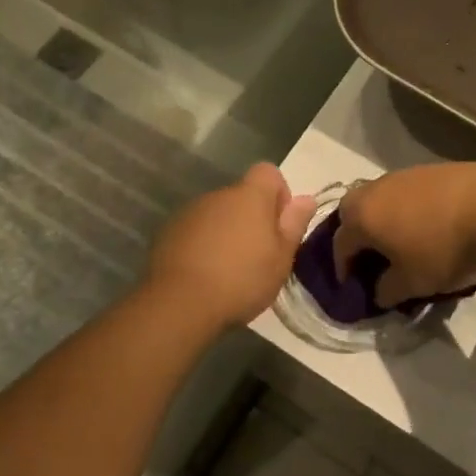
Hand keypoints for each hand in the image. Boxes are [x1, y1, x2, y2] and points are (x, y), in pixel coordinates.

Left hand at [145, 163, 315, 326]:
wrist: (180, 303)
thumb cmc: (242, 279)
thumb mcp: (281, 258)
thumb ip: (294, 224)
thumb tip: (306, 198)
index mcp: (249, 196)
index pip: (268, 172)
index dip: (278, 194)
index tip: (279, 225)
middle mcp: (218, 195)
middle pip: (242, 196)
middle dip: (252, 218)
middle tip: (258, 256)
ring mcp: (190, 212)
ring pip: (218, 214)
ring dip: (227, 232)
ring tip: (229, 270)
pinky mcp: (169, 232)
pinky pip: (196, 230)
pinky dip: (204, 244)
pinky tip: (205, 274)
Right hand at [331, 163, 475, 308]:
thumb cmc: (443, 249)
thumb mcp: (412, 283)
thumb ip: (387, 290)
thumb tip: (378, 291)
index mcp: (361, 217)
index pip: (340, 244)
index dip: (342, 267)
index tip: (351, 284)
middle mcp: (375, 189)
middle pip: (353, 211)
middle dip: (356, 234)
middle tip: (370, 256)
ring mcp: (404, 175)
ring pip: (380, 198)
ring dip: (383, 218)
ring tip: (401, 240)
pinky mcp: (431, 169)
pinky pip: (407, 192)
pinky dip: (408, 208)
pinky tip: (428, 224)